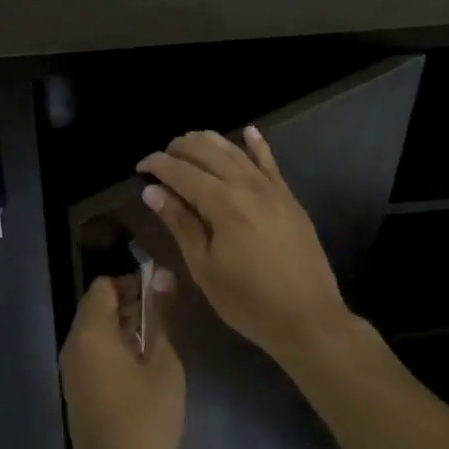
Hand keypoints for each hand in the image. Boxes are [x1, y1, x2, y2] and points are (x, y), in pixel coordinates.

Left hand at [60, 272, 184, 448]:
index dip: (132, 283)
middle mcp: (72, 345)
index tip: (160, 297)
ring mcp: (70, 370)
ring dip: (122, 328)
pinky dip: (113, 349)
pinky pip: (91, 354)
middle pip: (96, 306)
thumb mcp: (163, 363)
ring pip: (94, 331)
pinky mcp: (75, 392)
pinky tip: (140, 368)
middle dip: (128, 304)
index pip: (104, 286)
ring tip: (156, 343)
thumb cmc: (146, 419)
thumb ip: (159, 316)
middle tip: (163, 320)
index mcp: (90, 333)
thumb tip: (161, 277)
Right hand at [136, 127, 351, 362]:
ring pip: (234, 150)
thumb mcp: (204, 268)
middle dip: (179, 149)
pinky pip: (269, 160)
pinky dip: (256, 143)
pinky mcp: (288, 196)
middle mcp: (245, 184)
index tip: (140, 167)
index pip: (181, 172)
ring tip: (188, 144)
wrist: (309, 318)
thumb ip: (179, 223)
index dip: (157, 165)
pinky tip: (248, 131)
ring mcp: (270, 187)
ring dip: (208, 142)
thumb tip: (152, 191)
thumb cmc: (248, 300)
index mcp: (221, 202)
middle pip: (206, 151)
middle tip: (162, 159)